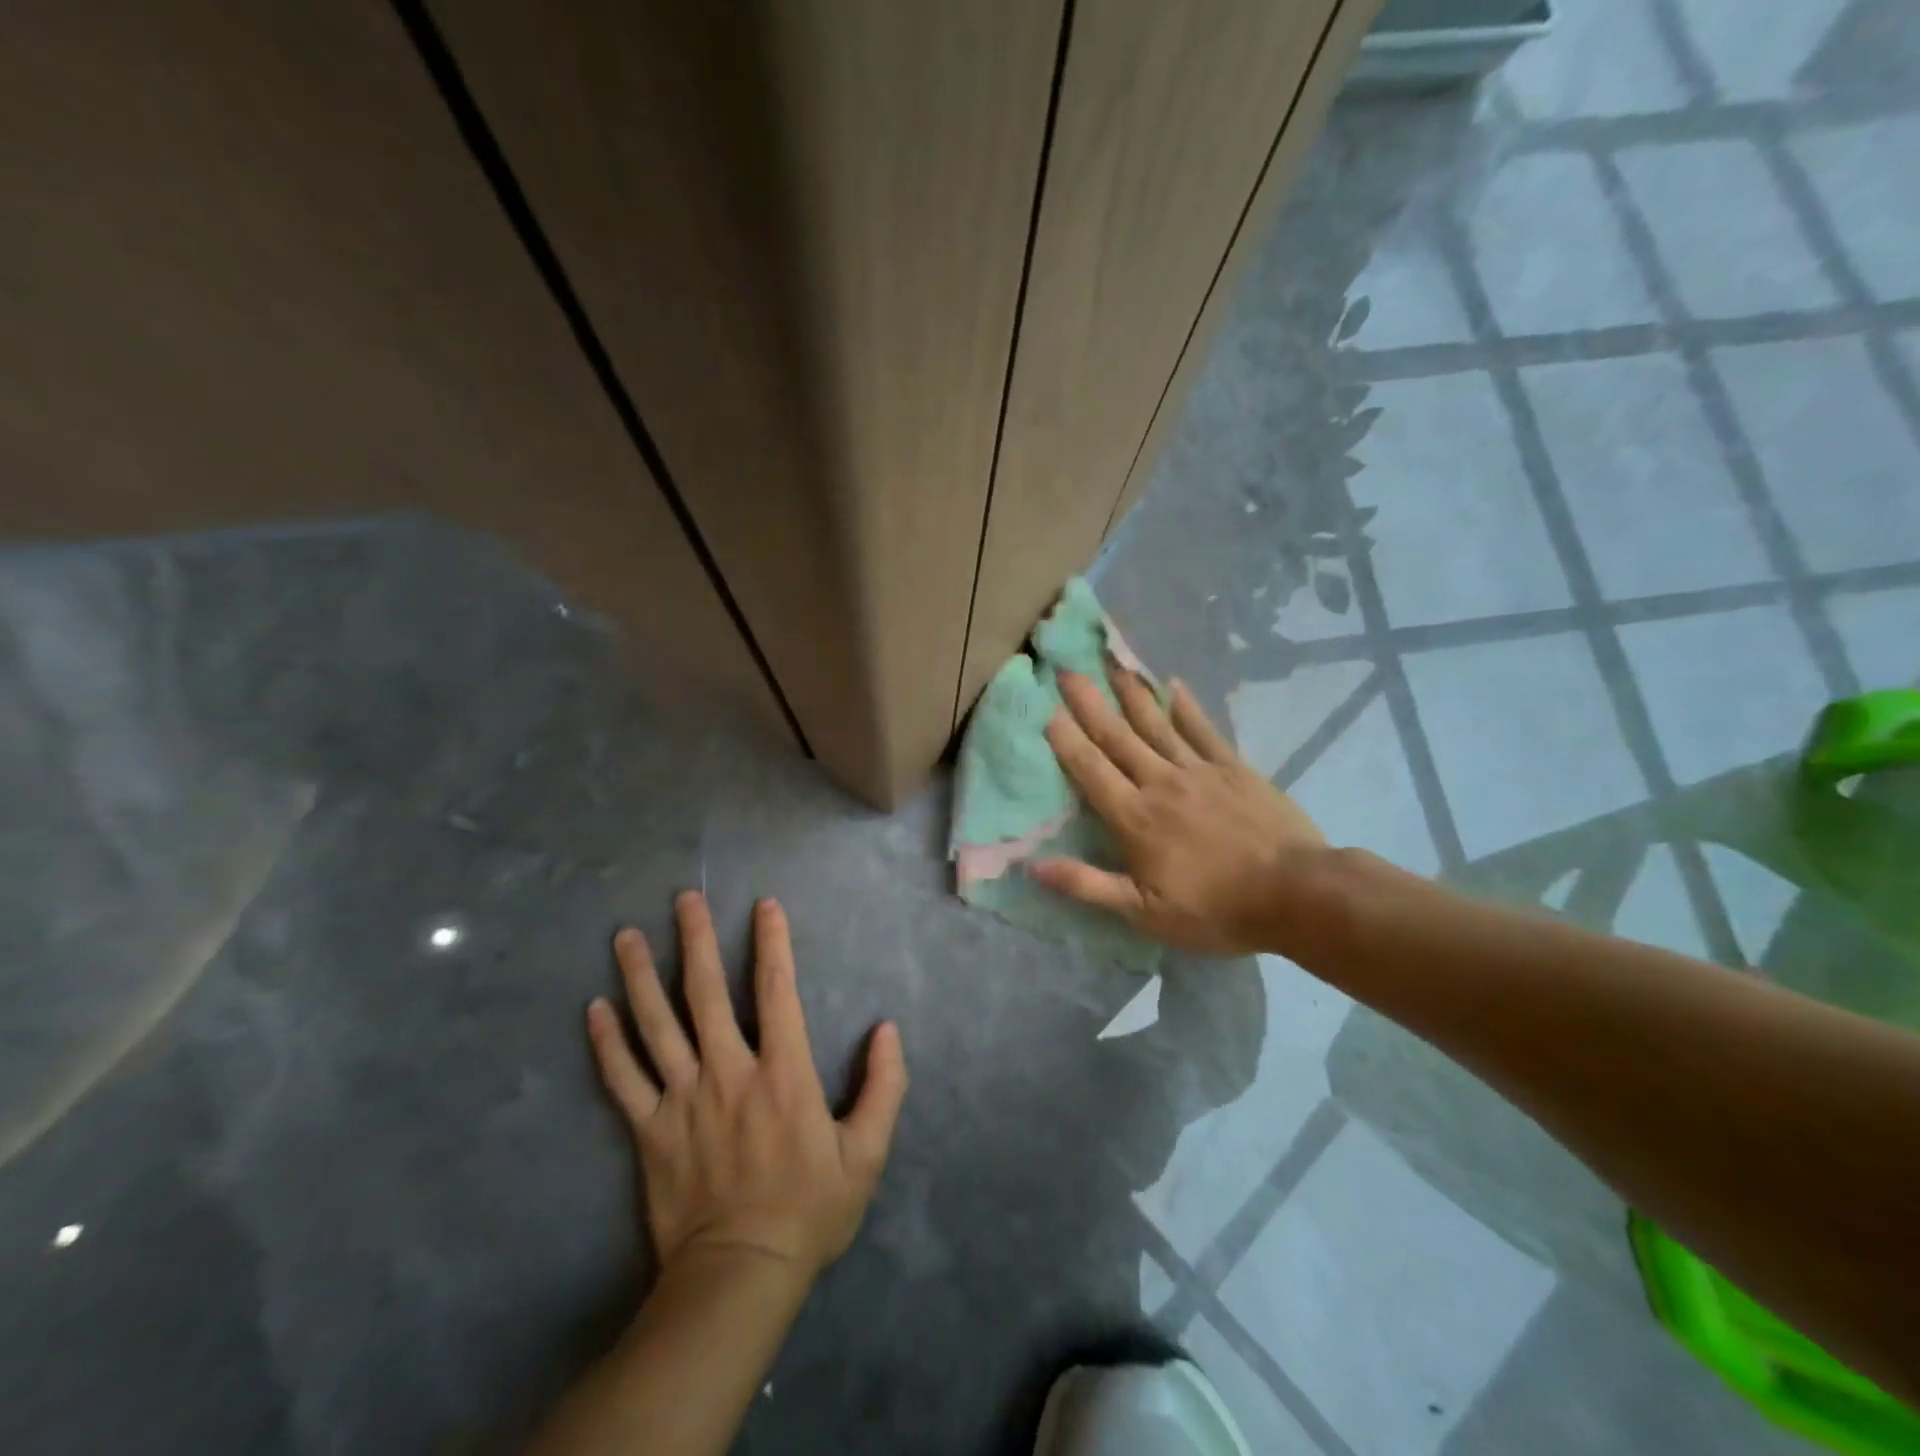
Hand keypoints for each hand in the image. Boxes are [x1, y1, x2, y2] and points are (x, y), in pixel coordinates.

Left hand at [586, 892, 907, 1286]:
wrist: (739, 1276)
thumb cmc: (808, 1209)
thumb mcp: (866, 1153)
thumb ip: (884, 1087)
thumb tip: (887, 1031)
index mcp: (782, 1072)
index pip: (776, 990)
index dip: (772, 942)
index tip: (764, 905)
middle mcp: (728, 1071)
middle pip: (705, 993)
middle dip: (694, 940)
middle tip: (683, 899)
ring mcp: (682, 1099)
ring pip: (656, 1025)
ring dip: (640, 976)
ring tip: (625, 935)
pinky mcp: (649, 1131)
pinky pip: (622, 1079)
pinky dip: (606, 1043)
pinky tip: (593, 1009)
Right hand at [1033, 670, 1327, 955]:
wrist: (1296, 894)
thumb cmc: (1215, 909)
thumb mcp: (1145, 912)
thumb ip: (1088, 885)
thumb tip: (1033, 866)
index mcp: (1135, 818)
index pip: (1091, 771)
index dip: (1066, 740)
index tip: (1045, 709)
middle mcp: (1160, 783)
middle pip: (1117, 737)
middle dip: (1089, 704)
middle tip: (1066, 671)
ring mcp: (1199, 771)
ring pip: (1156, 725)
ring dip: (1130, 694)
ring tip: (1111, 664)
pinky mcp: (1233, 768)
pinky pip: (1203, 729)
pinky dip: (1186, 706)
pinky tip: (1172, 685)